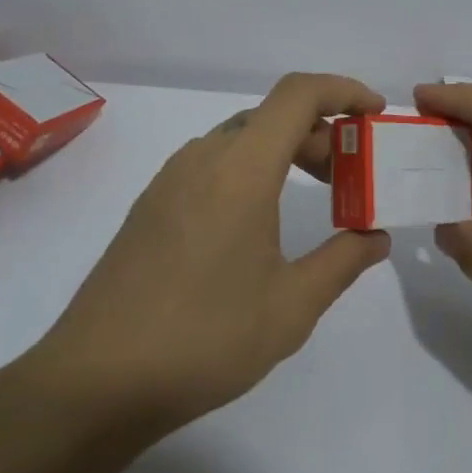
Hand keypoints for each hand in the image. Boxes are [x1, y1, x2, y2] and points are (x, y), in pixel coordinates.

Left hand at [28, 73, 391, 437]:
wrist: (96, 381)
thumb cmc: (204, 339)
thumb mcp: (291, 307)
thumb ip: (343, 262)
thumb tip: (375, 237)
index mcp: (241, 170)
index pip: (298, 95)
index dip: (343, 91)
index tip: (375, 115)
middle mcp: (203, 159)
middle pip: (272, 117)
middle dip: (321, 134)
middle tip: (351, 178)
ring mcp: (170, 180)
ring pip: (241, 139)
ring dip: (285, 151)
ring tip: (312, 197)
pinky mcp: (151, 205)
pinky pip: (213, 163)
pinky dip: (251, 169)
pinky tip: (259, 221)